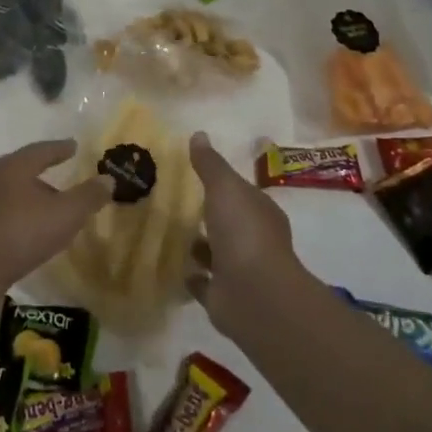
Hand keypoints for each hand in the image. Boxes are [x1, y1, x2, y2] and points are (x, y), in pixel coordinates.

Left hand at [0, 139, 114, 296]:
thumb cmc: (23, 233)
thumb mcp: (66, 214)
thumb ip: (88, 196)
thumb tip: (108, 179)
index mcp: (16, 168)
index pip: (42, 150)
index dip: (59, 149)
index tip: (72, 147)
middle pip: (21, 169)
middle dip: (39, 172)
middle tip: (57, 176)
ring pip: (3, 192)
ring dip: (19, 194)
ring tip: (36, 203)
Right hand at [186, 131, 303, 335]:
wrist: (254, 294)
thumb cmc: (243, 231)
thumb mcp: (224, 187)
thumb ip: (210, 164)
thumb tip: (198, 134)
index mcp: (261, 213)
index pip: (243, 194)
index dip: (225, 186)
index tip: (199, 178)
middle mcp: (255, 241)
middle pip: (230, 223)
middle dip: (211, 216)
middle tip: (179, 205)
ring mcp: (241, 271)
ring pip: (217, 254)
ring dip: (199, 246)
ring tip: (171, 234)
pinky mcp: (224, 297)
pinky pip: (204, 283)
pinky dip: (192, 276)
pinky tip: (173, 266)